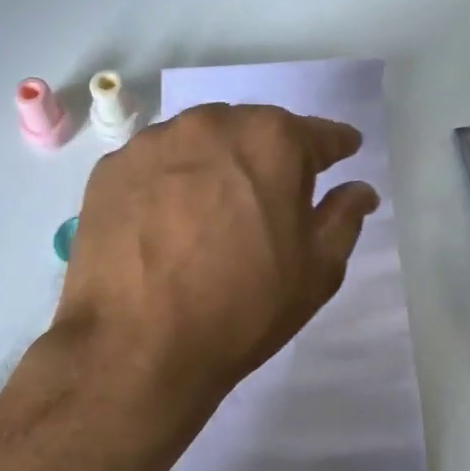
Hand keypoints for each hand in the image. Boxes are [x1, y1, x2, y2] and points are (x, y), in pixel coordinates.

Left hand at [55, 103, 380, 409]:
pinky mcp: (111, 170)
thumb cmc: (243, 307)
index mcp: (272, 140)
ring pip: (199, 143)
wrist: (138, 346)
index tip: (343, 152)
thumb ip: (343, 218)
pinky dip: (170, 183)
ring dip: (215, 165)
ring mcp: (153, 144)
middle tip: (272, 194)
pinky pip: (156, 166)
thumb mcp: (316, 270)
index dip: (335, 147)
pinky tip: (167, 220)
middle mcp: (211, 124)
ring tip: (215, 209)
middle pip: (253, 131)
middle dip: (269, 156)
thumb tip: (359, 189)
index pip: (318, 134)